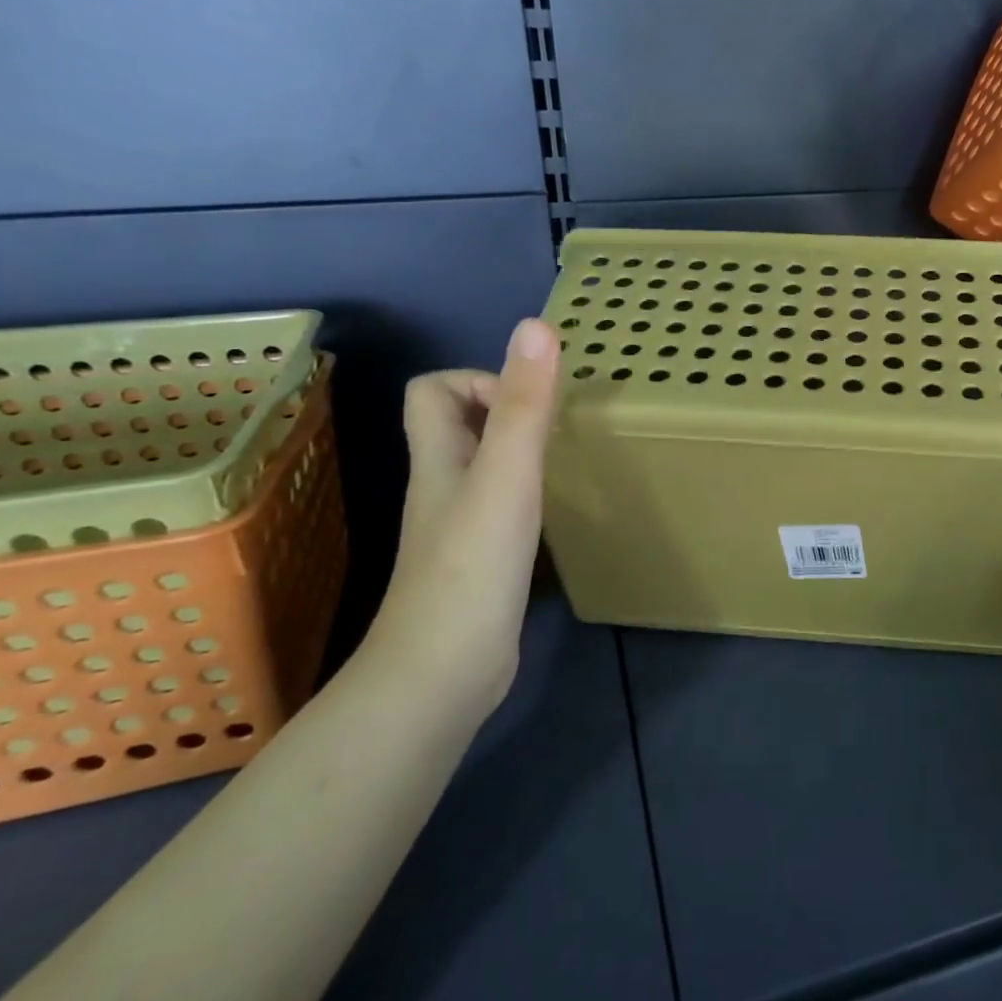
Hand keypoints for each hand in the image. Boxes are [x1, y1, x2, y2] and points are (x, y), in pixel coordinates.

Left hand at [364, 318, 558, 710]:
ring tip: (569, 458)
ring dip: (522, 453)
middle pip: (459, 427)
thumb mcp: (505, 477)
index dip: (478, 379)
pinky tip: (560, 512)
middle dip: (507, 412)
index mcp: (439, 459)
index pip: (432, 391)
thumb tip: (536, 327)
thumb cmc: (472, 568)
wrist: (444, 673)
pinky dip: (529, 496)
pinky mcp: (480, 564)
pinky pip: (502, 509)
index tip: (529, 401)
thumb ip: (523, 406)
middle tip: (560, 425)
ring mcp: (459, 529)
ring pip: (483, 468)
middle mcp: (442, 486)